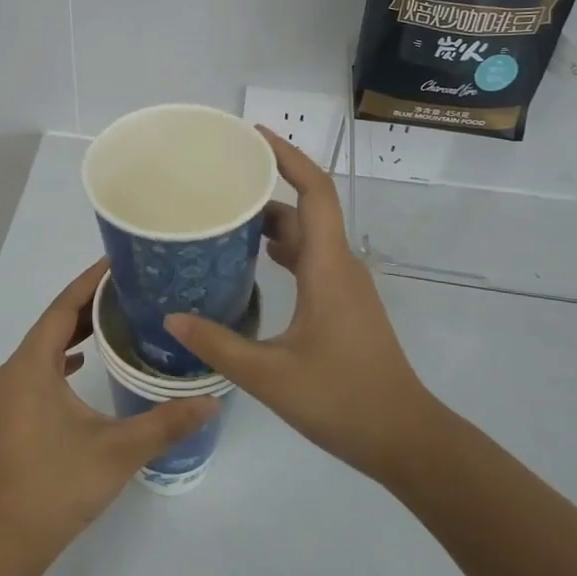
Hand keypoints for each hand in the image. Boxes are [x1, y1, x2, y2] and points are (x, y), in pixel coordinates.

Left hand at [0, 260, 216, 562]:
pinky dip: (64, 354)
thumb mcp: (119, 450)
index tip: (118, 262)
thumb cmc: (59, 484)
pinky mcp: (14, 411)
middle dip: (88, 301)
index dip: (89, 282)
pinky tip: (86, 359)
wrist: (10, 537)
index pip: (62, 308)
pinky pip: (40, 366)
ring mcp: (11, 392)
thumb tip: (212, 401)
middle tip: (129, 287)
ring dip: (76, 328)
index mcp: (32, 366)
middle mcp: (16, 370)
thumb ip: (166, 423)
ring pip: (45, 345)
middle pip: (53, 321)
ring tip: (116, 315)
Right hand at [165, 128, 441, 484]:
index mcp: (328, 267)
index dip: (288, 156)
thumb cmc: (343, 400)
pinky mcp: (343, 304)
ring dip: (271, 219)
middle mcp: (340, 265)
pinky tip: (250, 260)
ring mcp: (344, 285)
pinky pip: (310, 258)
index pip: (314, 190)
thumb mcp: (270, 376)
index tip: (253, 136)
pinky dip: (281, 247)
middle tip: (220, 178)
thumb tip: (171, 318)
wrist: (405, 439)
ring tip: (224, 215)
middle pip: (306, 207)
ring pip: (307, 235)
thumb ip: (218, 345)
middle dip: (267, 184)